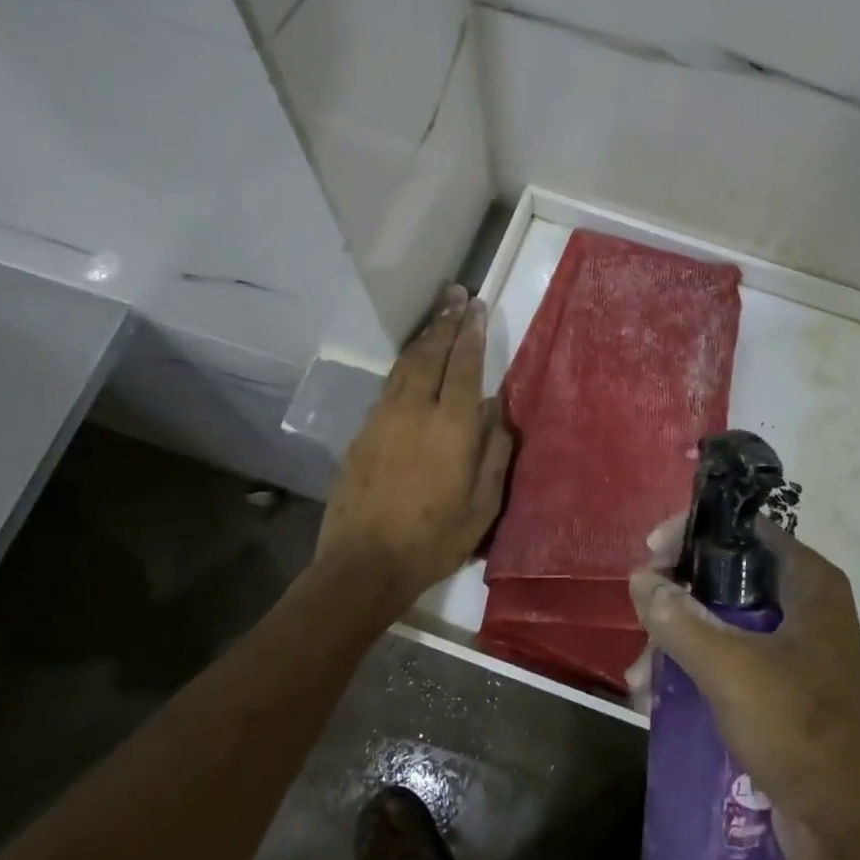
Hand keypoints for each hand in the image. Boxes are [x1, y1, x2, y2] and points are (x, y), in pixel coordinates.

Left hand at [314, 287, 511, 621]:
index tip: (478, 307)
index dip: (472, 334)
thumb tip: (497, 412)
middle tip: (456, 294)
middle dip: (446, 322)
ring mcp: (383, 418)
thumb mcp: (483, 505)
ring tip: (438, 317)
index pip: (465, 366)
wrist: (362, 564)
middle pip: (431, 354)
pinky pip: (389, 385)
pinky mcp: (362, 432)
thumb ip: (494, 452)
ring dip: (424, 338)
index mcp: (452, 426)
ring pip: (406, 365)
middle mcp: (415, 410)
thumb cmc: (434, 540)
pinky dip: (404, 365)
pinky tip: (411, 363)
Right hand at [630, 518, 859, 859]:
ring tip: (640, 679)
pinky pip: (728, 663)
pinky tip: (655, 698)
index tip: (651, 554)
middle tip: (638, 620)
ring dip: (676, 643)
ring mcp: (793, 650)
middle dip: (676, 600)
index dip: (694, 532)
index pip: (743, 529)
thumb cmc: (801, 729)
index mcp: (807, 582)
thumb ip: (680, 619)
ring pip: (721, 623)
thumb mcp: (732, 668)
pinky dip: (693, 672)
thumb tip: (641, 579)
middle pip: (725, 576)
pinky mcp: (781, 691)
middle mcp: (803, 606)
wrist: (856, 832)